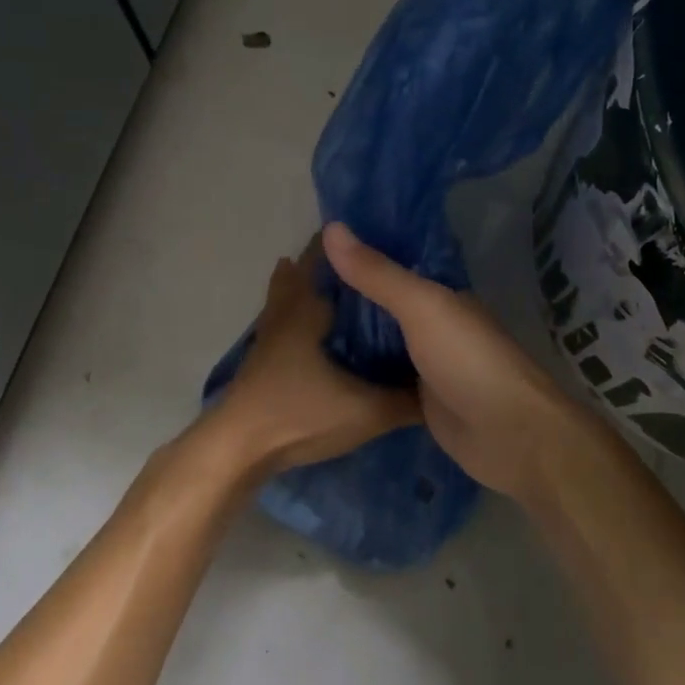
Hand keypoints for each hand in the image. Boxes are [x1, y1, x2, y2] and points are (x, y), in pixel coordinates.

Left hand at [213, 240, 421, 475]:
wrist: (239, 449)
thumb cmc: (300, 414)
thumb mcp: (366, 411)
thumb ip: (407, 400)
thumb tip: (444, 388)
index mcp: (309, 308)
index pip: (328, 259)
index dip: (350, 245)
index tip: (378, 235)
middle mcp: (286, 312)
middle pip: (302, 272)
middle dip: (330, 262)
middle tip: (366, 259)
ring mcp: (269, 335)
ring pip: (288, 296)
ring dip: (309, 286)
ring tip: (342, 286)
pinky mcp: (263, 358)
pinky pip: (284, 320)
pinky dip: (299, 313)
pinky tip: (317, 331)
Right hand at [322, 221, 599, 501]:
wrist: (508, 435)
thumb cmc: (468, 360)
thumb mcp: (421, 306)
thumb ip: (378, 273)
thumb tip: (331, 227)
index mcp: (440, 296)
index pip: (393, 268)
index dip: (357, 258)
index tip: (310, 251)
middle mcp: (434, 326)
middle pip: (383, 307)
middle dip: (346, 299)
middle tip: (293, 289)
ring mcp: (426, 366)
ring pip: (380, 344)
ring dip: (349, 337)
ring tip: (295, 324)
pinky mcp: (418, 402)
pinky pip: (381, 380)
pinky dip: (357, 374)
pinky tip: (319, 369)